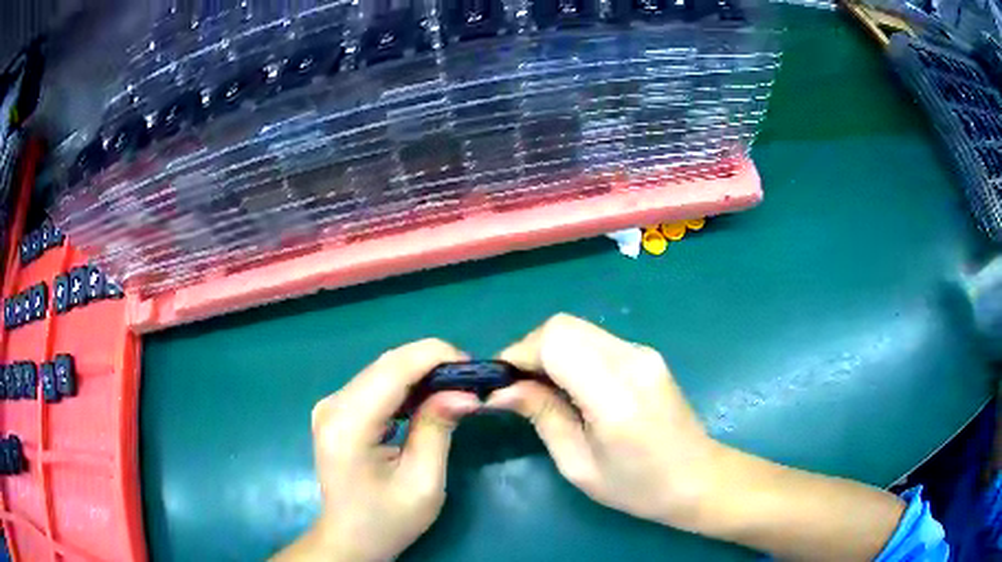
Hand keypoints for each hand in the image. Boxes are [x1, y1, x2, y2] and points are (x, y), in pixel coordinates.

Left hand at [274, 339, 480, 560]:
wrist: (350, 538)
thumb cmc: (387, 519)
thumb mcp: (423, 482)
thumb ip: (438, 429)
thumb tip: (465, 392)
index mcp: (348, 424)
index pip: (394, 369)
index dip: (436, 357)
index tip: (474, 367)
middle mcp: (333, 405)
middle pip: (388, 364)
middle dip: (433, 363)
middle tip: (471, 381)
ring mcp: (331, 405)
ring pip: (383, 370)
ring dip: (421, 373)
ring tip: (455, 389)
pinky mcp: (337, 411)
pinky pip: (376, 384)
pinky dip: (406, 385)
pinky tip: (427, 399)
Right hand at [487, 314, 719, 529]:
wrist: (698, 478)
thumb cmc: (637, 486)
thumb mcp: (578, 464)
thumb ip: (542, 416)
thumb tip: (502, 389)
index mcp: (615, 394)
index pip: (555, 341)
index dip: (519, 353)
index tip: (500, 381)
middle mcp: (632, 360)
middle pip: (563, 326)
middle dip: (530, 349)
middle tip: (517, 387)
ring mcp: (643, 352)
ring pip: (579, 329)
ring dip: (550, 350)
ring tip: (541, 389)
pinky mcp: (646, 354)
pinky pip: (596, 340)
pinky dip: (571, 354)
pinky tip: (571, 386)